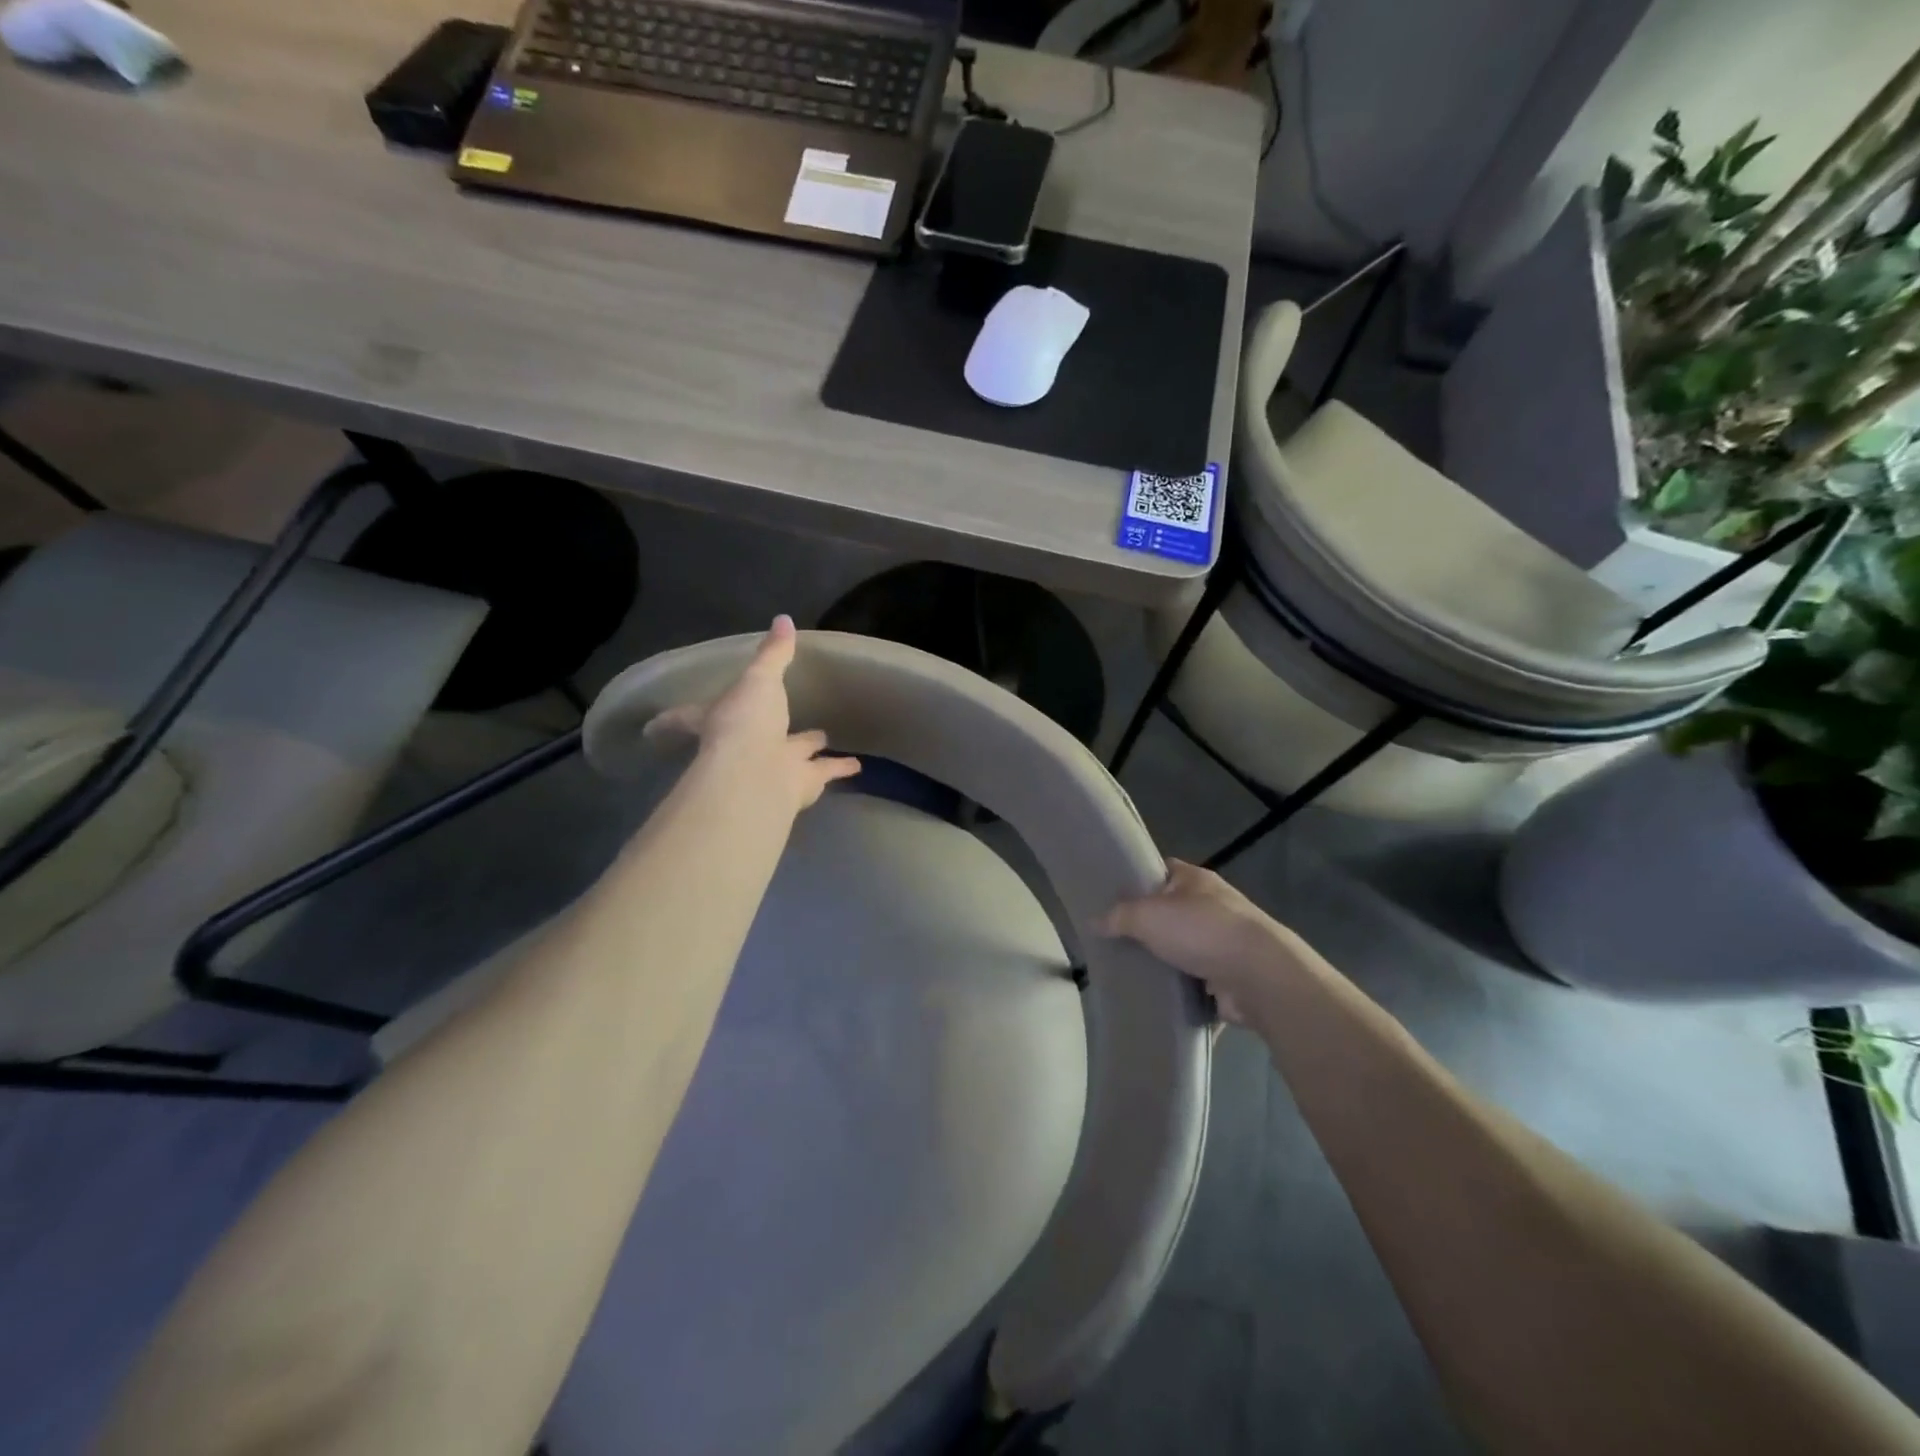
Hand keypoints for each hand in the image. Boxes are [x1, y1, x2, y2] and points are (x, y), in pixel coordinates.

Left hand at [643, 615, 859, 810]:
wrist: (757, 774)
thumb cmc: (746, 722)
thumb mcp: (758, 678)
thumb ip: (772, 653)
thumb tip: (783, 619)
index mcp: (719, 721)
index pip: (688, 717)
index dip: (673, 720)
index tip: (651, 729)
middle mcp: (743, 747)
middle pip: (752, 738)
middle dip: (766, 730)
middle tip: (776, 723)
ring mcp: (772, 768)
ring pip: (794, 755)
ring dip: (808, 750)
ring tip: (823, 740)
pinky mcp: (799, 786)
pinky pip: (823, 772)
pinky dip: (838, 768)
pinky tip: (856, 765)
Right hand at [1099, 860, 1307, 1024]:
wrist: (1258, 976)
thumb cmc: (1201, 930)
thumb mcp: (1147, 915)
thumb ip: (1118, 916)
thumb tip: (1093, 921)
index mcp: (1195, 879)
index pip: (1162, 870)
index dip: (1138, 879)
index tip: (1112, 896)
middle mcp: (1212, 905)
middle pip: (1172, 910)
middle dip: (1149, 925)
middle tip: (1115, 939)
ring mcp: (1225, 941)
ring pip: (1185, 946)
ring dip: (1167, 959)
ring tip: (1131, 971)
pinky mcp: (1231, 975)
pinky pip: (1198, 980)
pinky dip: (1182, 988)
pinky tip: (1158, 997)